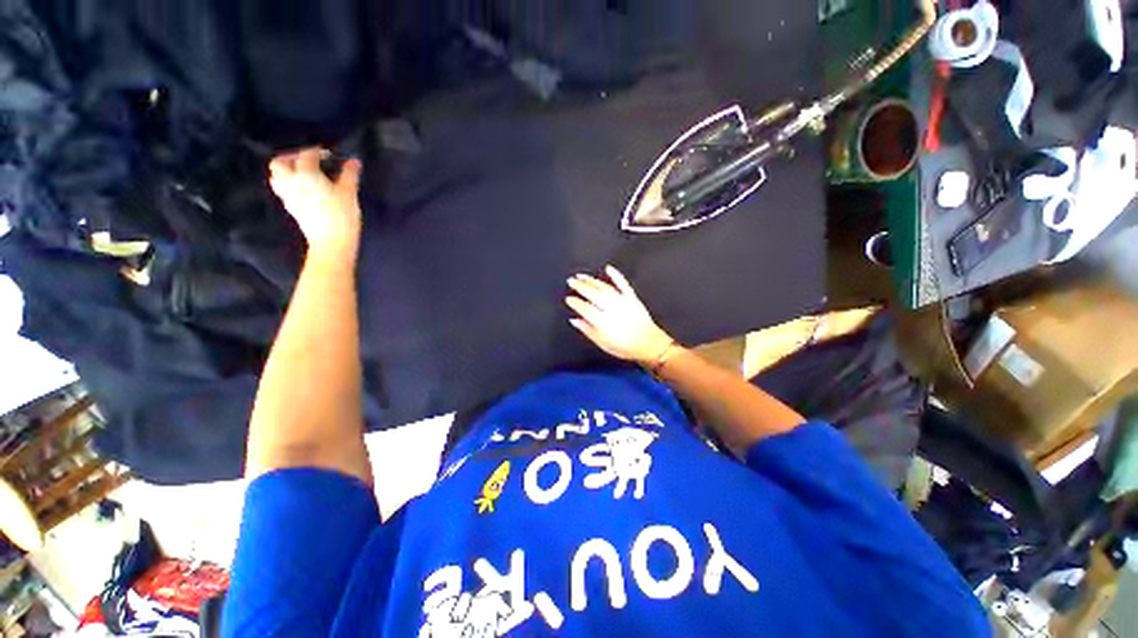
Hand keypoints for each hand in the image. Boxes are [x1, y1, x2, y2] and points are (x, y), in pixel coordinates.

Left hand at [269, 148, 362, 257]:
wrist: (332, 242)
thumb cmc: (342, 215)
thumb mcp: (349, 193)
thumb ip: (349, 175)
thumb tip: (354, 161)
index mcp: (306, 175)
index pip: (306, 155)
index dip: (317, 151)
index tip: (329, 154)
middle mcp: (291, 182)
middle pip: (280, 163)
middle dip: (291, 158)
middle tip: (308, 161)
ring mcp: (288, 196)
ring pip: (277, 177)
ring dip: (287, 171)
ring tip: (303, 174)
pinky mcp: (291, 208)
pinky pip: (284, 190)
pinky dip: (290, 184)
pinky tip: (304, 189)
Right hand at [566, 266, 674, 364]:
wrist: (648, 344)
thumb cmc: (624, 347)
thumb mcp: (602, 343)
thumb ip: (587, 330)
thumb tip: (574, 320)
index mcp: (602, 322)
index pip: (584, 308)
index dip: (575, 302)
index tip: (568, 298)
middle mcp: (611, 309)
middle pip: (592, 294)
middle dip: (580, 286)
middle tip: (571, 281)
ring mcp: (622, 302)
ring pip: (604, 287)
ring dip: (592, 280)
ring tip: (581, 276)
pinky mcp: (632, 298)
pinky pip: (623, 284)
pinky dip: (616, 275)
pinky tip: (608, 268)